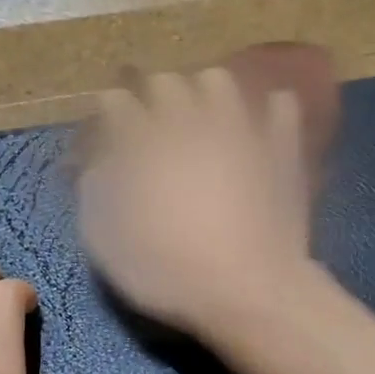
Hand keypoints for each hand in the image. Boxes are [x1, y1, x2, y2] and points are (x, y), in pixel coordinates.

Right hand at [79, 68, 314, 337]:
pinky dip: (267, 110)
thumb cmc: (170, 274)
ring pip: (219, 81)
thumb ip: (94, 194)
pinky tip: (259, 125)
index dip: (108, 115)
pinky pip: (279, 106)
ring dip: (203, 93)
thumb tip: (96, 165)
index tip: (108, 133)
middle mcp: (190, 122)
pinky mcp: (280, 148)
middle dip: (151, 97)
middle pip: (165, 82)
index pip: (116, 102)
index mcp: (144, 143)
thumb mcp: (107, 245)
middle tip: (151, 124)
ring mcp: (241, 130)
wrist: (250, 292)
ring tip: (202, 118)